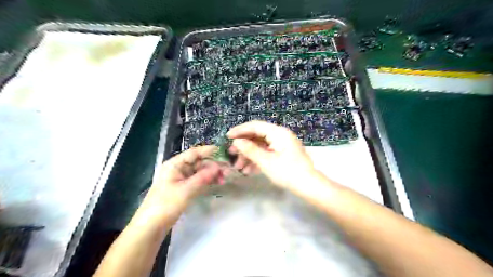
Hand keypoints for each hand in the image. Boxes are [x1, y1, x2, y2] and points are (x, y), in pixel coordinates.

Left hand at [134, 146, 219, 226]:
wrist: (150, 227)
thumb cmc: (166, 205)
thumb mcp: (186, 190)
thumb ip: (203, 177)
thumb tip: (218, 167)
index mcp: (174, 165)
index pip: (194, 153)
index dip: (208, 151)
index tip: (223, 151)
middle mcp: (178, 169)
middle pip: (198, 162)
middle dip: (213, 166)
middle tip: (227, 171)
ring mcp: (180, 179)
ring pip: (199, 172)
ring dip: (211, 174)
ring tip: (224, 179)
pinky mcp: (183, 189)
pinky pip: (198, 180)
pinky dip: (207, 181)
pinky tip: (216, 183)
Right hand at [227, 120, 315, 189]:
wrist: (308, 186)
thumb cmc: (287, 172)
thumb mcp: (266, 162)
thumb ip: (250, 150)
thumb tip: (237, 141)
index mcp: (278, 132)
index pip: (255, 126)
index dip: (240, 130)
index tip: (227, 137)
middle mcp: (280, 135)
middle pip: (257, 136)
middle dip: (244, 146)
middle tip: (231, 154)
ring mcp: (282, 144)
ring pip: (261, 146)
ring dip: (249, 155)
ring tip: (239, 167)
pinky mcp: (283, 153)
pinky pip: (267, 152)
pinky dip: (257, 159)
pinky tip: (249, 170)